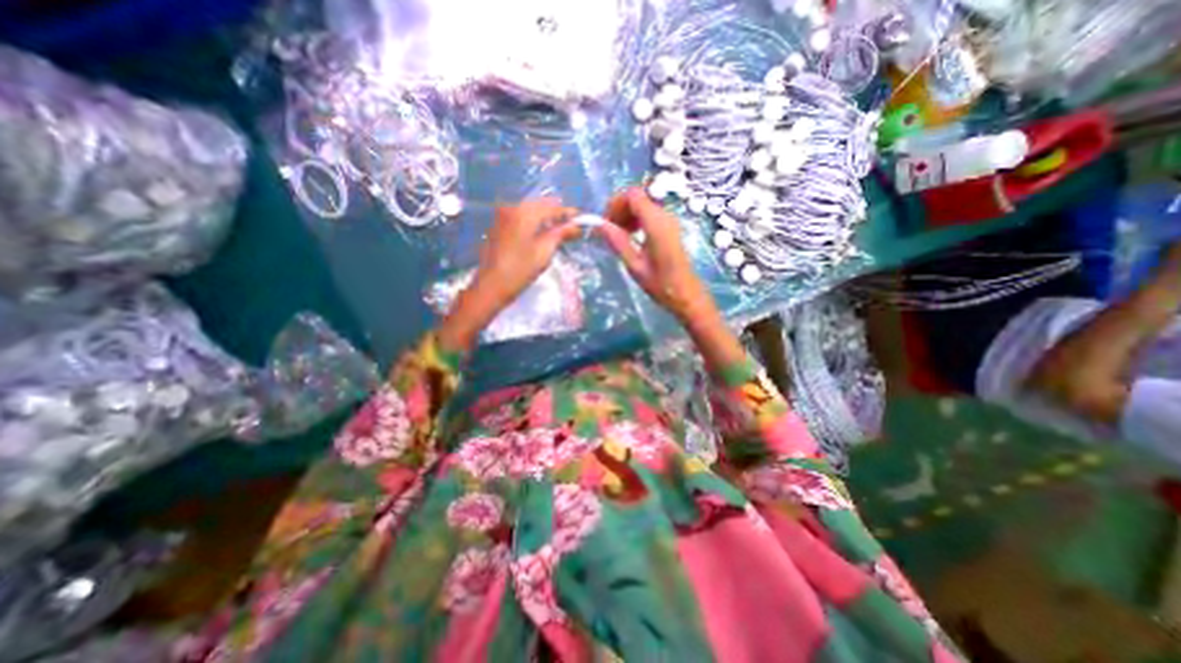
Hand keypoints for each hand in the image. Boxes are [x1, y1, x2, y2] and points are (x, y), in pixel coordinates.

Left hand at [438, 197, 577, 351]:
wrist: (490, 287)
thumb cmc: (520, 270)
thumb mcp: (544, 252)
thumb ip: (561, 234)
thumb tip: (576, 226)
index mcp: (523, 212)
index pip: (552, 206)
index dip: (569, 213)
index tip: (582, 220)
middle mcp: (511, 208)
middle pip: (540, 205)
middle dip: (557, 215)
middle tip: (571, 229)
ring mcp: (502, 217)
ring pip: (530, 211)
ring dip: (545, 220)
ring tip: (559, 233)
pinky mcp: (498, 227)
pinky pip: (520, 218)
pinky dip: (533, 224)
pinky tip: (541, 236)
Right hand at [601, 185, 746, 373]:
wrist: (686, 295)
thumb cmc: (661, 284)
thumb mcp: (635, 265)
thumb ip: (618, 242)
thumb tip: (599, 225)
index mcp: (656, 223)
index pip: (633, 195)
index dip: (616, 203)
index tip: (605, 222)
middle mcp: (665, 216)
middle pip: (638, 197)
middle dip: (620, 209)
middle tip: (609, 230)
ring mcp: (670, 221)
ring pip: (644, 204)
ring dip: (627, 215)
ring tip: (618, 235)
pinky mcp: (671, 228)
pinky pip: (650, 214)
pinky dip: (637, 220)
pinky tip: (631, 237)